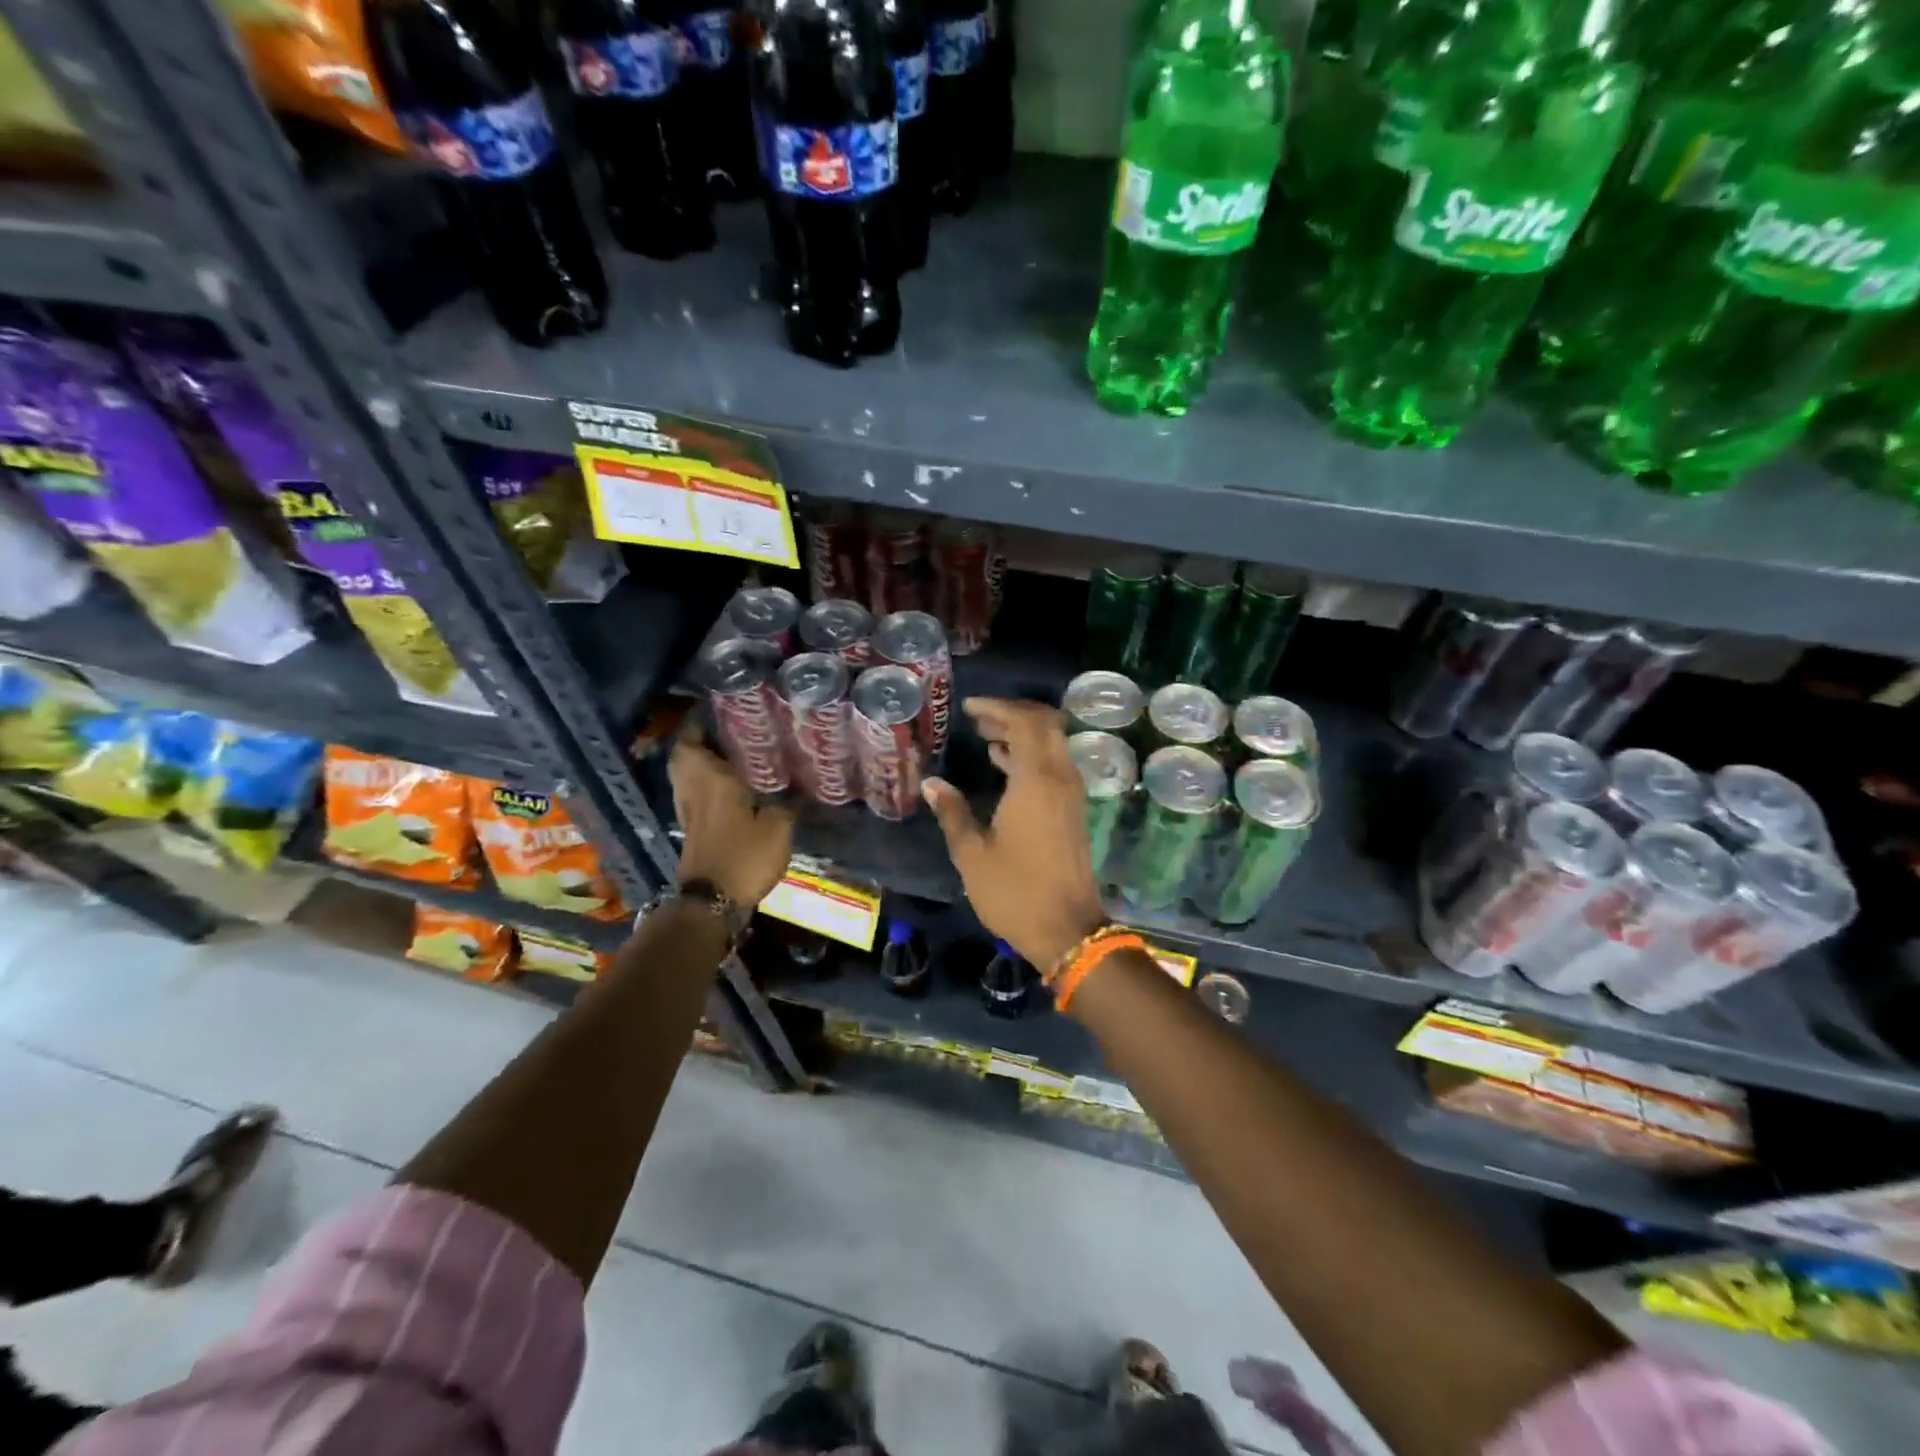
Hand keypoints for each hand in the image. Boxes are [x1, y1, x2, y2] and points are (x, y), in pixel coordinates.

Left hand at [670, 726, 795, 908]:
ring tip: (730, 755)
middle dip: (699, 740)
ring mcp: (688, 810)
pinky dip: (705, 783)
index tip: (717, 709)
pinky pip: (694, 793)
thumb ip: (788, 803)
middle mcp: (693, 789)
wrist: (712, 901)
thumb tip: (800, 788)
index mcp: (711, 779)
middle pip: (684, 755)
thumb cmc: (743, 856)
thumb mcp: (778, 827)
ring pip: (686, 775)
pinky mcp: (691, 829)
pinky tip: (730, 787)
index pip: (693, 739)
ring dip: (700, 762)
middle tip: (726, 731)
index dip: (699, 721)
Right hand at [922, 698, 1105, 971]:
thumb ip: (952, 812)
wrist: (1067, 930)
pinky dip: (1031, 755)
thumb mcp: (972, 854)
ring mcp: (1072, 794)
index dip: (998, 708)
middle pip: (1045, 724)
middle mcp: (1060, 778)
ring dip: (1022, 733)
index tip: (969, 708)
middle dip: (1013, 713)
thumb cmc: (1015, 892)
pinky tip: (1003, 763)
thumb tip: (932, 783)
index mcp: (1037, 781)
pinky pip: (1054, 765)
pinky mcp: (1074, 810)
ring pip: (1052, 744)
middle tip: (979, 717)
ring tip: (985, 735)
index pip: (1025, 721)